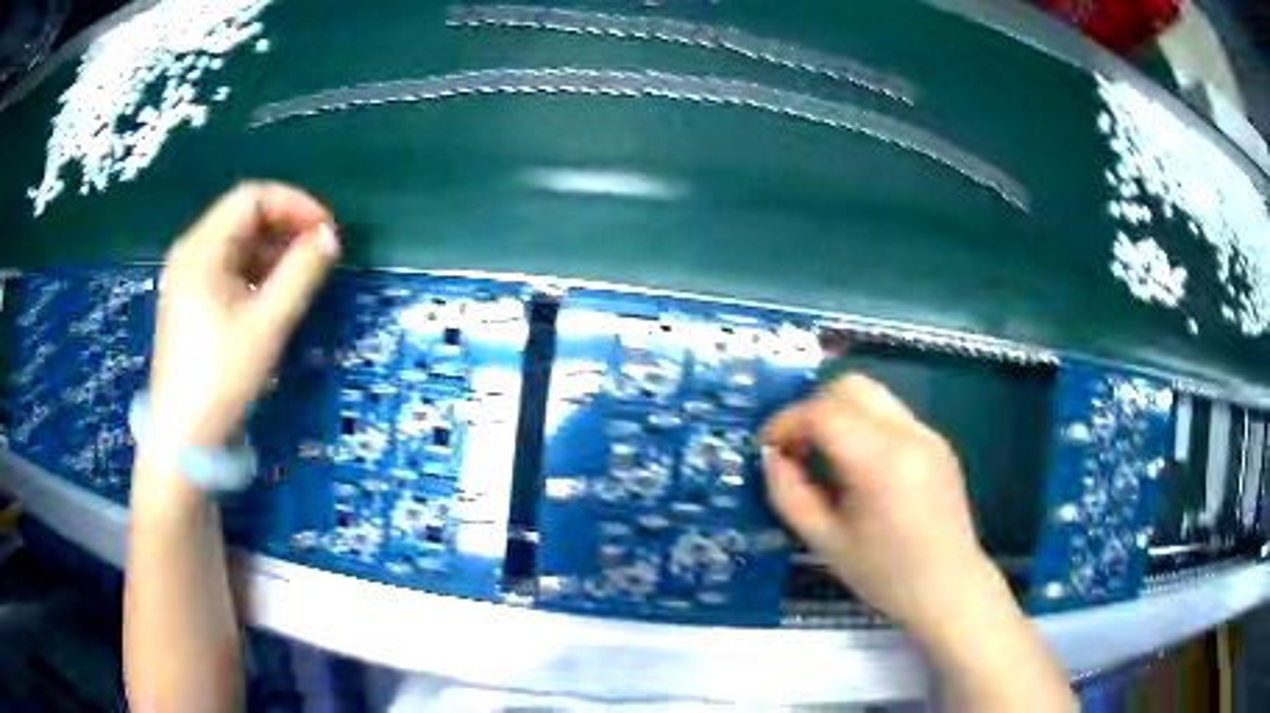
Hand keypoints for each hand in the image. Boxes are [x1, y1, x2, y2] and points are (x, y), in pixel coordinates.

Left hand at [149, 182, 338, 448]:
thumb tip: (330, 238)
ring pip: (236, 244)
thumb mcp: (267, 324)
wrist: (183, 438)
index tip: (326, 231)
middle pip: (243, 218)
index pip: (253, 198)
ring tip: (303, 275)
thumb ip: (301, 273)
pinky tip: (273, 294)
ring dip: (272, 251)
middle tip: (319, 253)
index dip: (295, 205)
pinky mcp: (190, 302)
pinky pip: (227, 269)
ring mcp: (187, 278)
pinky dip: (255, 272)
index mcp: (202, 248)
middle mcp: (191, 252)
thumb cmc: (222, 376)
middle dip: (285, 227)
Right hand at [761, 374, 994, 634]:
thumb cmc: (885, 576)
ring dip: (839, 414)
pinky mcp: (938, 442)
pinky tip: (859, 468)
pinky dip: (864, 425)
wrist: (949, 588)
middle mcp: (909, 434)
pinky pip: (891, 414)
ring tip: (824, 456)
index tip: (767, 448)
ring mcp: (928, 434)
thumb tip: (771, 457)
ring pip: (873, 395)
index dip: (785, 422)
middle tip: (795, 447)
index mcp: (881, 462)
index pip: (823, 412)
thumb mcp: (825, 542)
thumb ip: (789, 494)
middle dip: (813, 408)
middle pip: (851, 386)